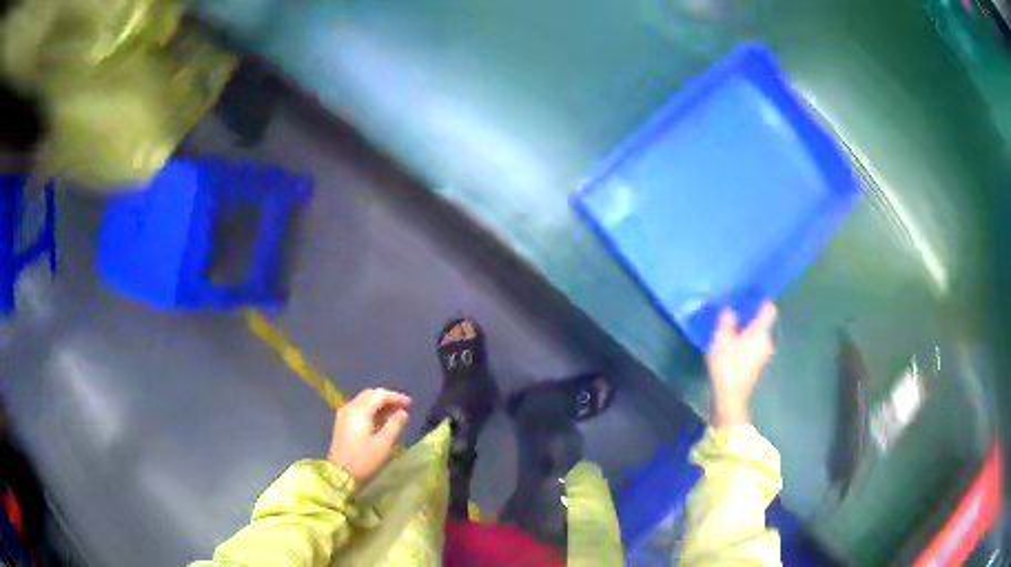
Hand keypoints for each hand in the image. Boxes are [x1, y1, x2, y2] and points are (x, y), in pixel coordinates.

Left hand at [327, 388, 411, 484]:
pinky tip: (380, 420)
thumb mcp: (383, 444)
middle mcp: (349, 408)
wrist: (340, 474)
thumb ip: (395, 425)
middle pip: (370, 395)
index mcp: (359, 412)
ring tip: (395, 413)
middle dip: (387, 398)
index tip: (410, 404)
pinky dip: (371, 410)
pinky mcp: (342, 423)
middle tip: (402, 407)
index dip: (396, 397)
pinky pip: (358, 409)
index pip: (379, 395)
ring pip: (363, 401)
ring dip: (379, 404)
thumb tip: (403, 413)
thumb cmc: (364, 460)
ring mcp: (343, 415)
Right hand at [705, 302, 776, 427]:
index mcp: (761, 331)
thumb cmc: (727, 365)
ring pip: (757, 336)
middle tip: (732, 313)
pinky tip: (731, 348)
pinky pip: (754, 347)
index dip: (760, 300)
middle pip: (762, 322)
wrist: (730, 397)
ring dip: (746, 332)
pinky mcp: (757, 366)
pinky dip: (745, 344)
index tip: (748, 296)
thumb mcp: (721, 339)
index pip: (769, 308)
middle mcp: (767, 341)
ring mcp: (764, 355)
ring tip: (729, 331)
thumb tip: (730, 310)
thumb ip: (726, 321)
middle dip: (749, 317)